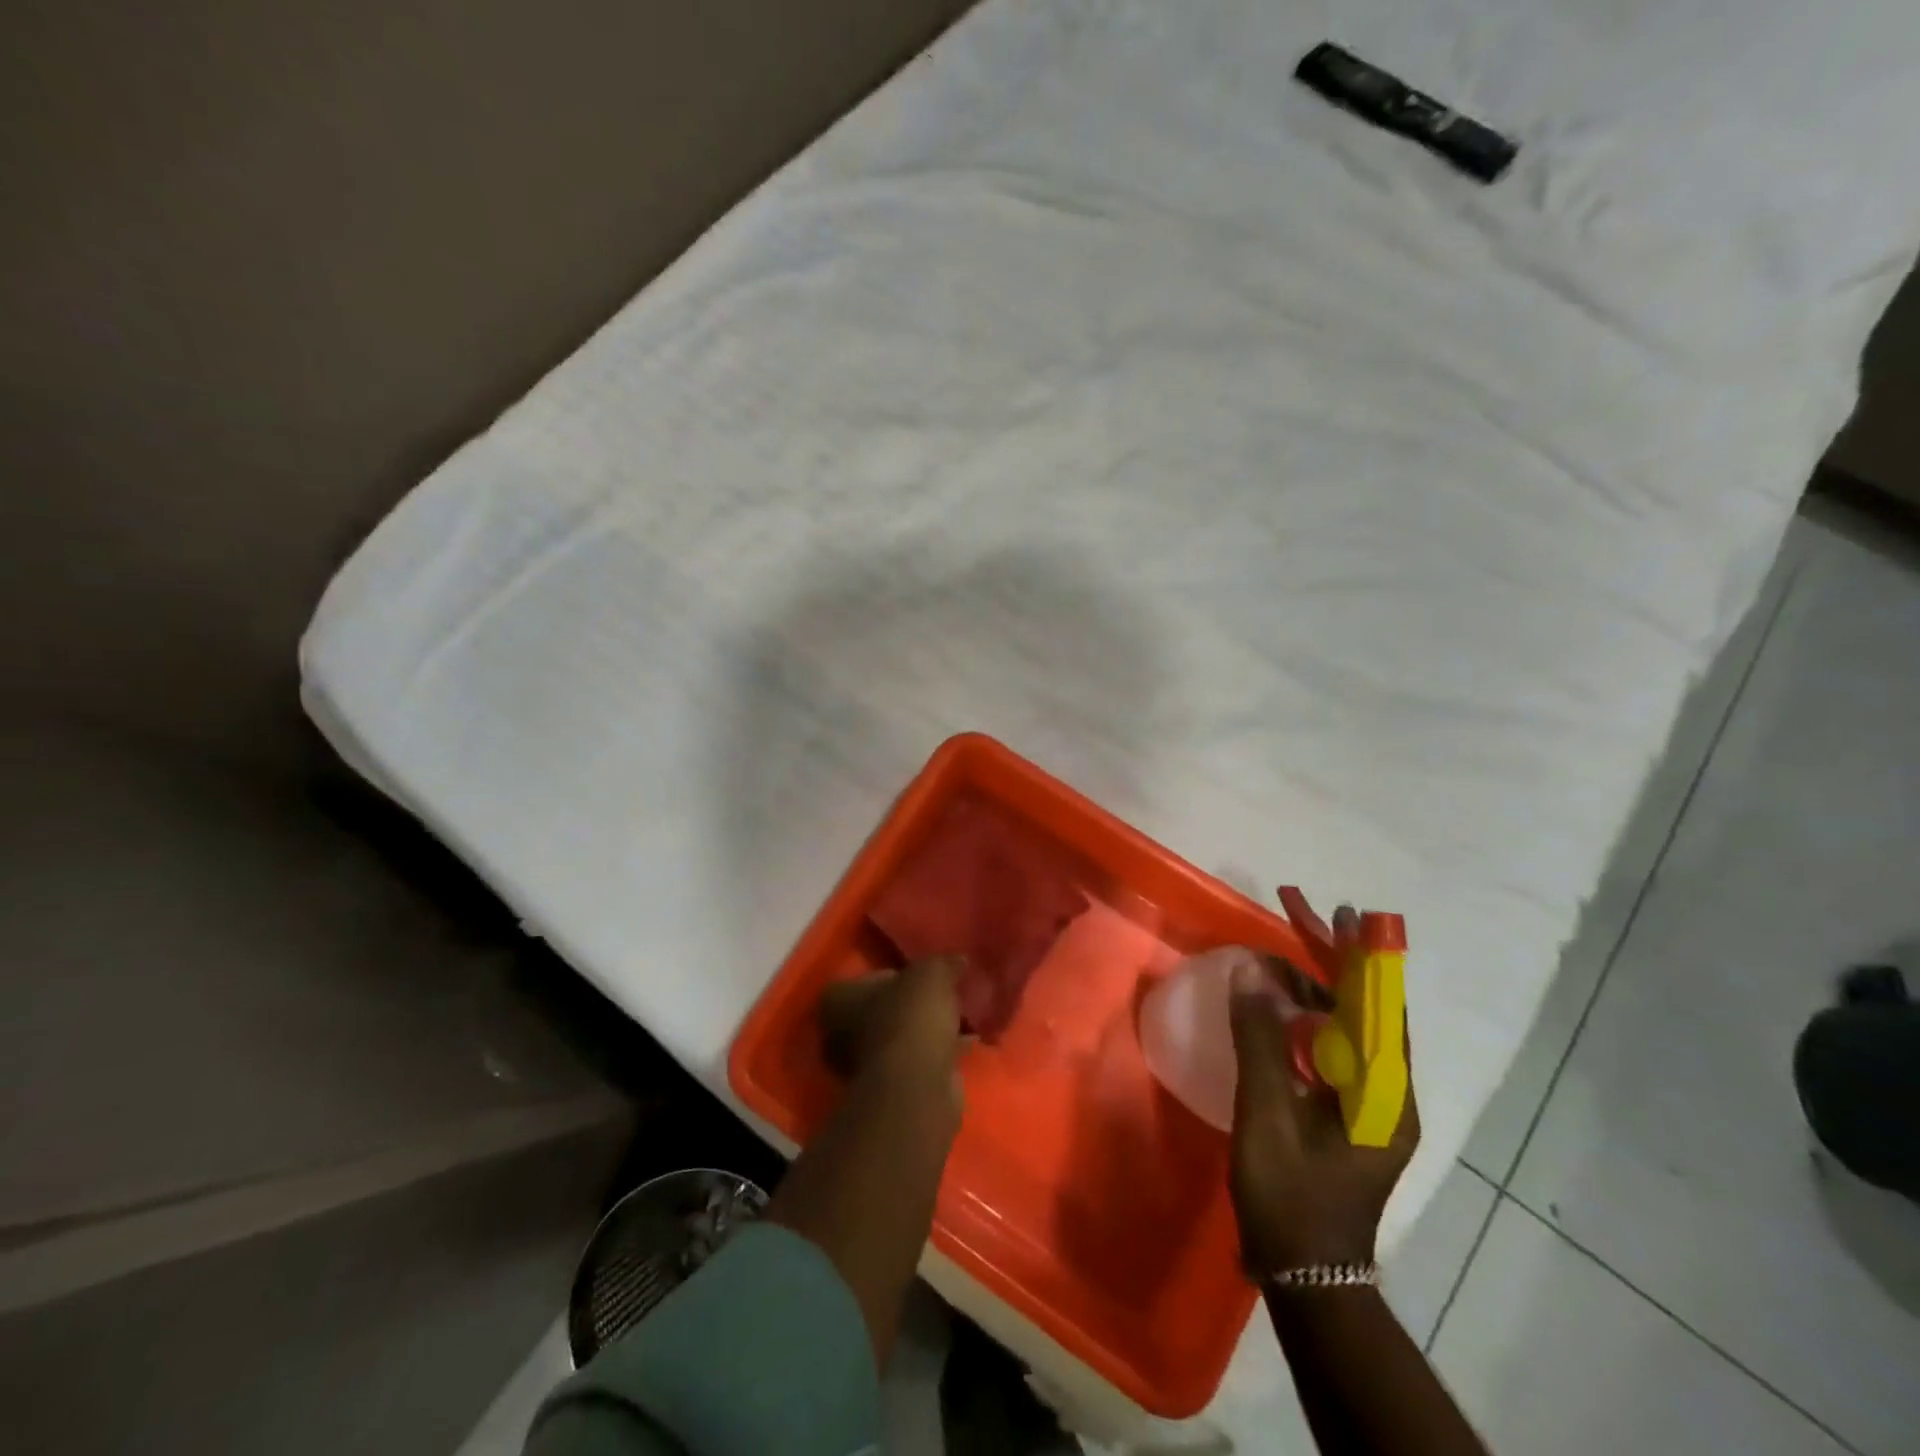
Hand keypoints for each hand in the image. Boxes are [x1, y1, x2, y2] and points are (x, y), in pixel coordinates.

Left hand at [818, 957, 967, 1106]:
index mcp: (837, 999)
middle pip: (884, 1009)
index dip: (898, 974)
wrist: (915, 1087)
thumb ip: (942, 964)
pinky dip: (938, 1051)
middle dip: (912, 1005)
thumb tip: (957, 961)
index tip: (925, 976)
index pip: (867, 978)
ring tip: (960, 1016)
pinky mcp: (890, 1089)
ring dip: (926, 1030)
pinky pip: (917, 1060)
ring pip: (901, 1037)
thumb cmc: (910, 1018)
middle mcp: (839, 1033)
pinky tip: (967, 1042)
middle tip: (943, 995)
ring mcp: (863, 1066)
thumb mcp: (931, 974)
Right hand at [1228, 893, 1418, 1273]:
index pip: (1378, 1007)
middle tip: (1298, 915)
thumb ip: (1258, 1041)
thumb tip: (1249, 972)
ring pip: (1341, 1028)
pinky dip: (1300, 1019)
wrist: (1305, 1277)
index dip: (1360, 957)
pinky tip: (1271, 1006)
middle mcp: (1386, 1092)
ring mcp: (1366, 1103)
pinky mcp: (1344, 1111)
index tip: (1343, 914)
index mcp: (1384, 1095)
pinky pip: (1326, 1049)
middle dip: (1330, 961)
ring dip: (1309, 988)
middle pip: (1361, 1010)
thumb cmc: (1289, 1197)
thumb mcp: (1267, 1114)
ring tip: (1271, 956)